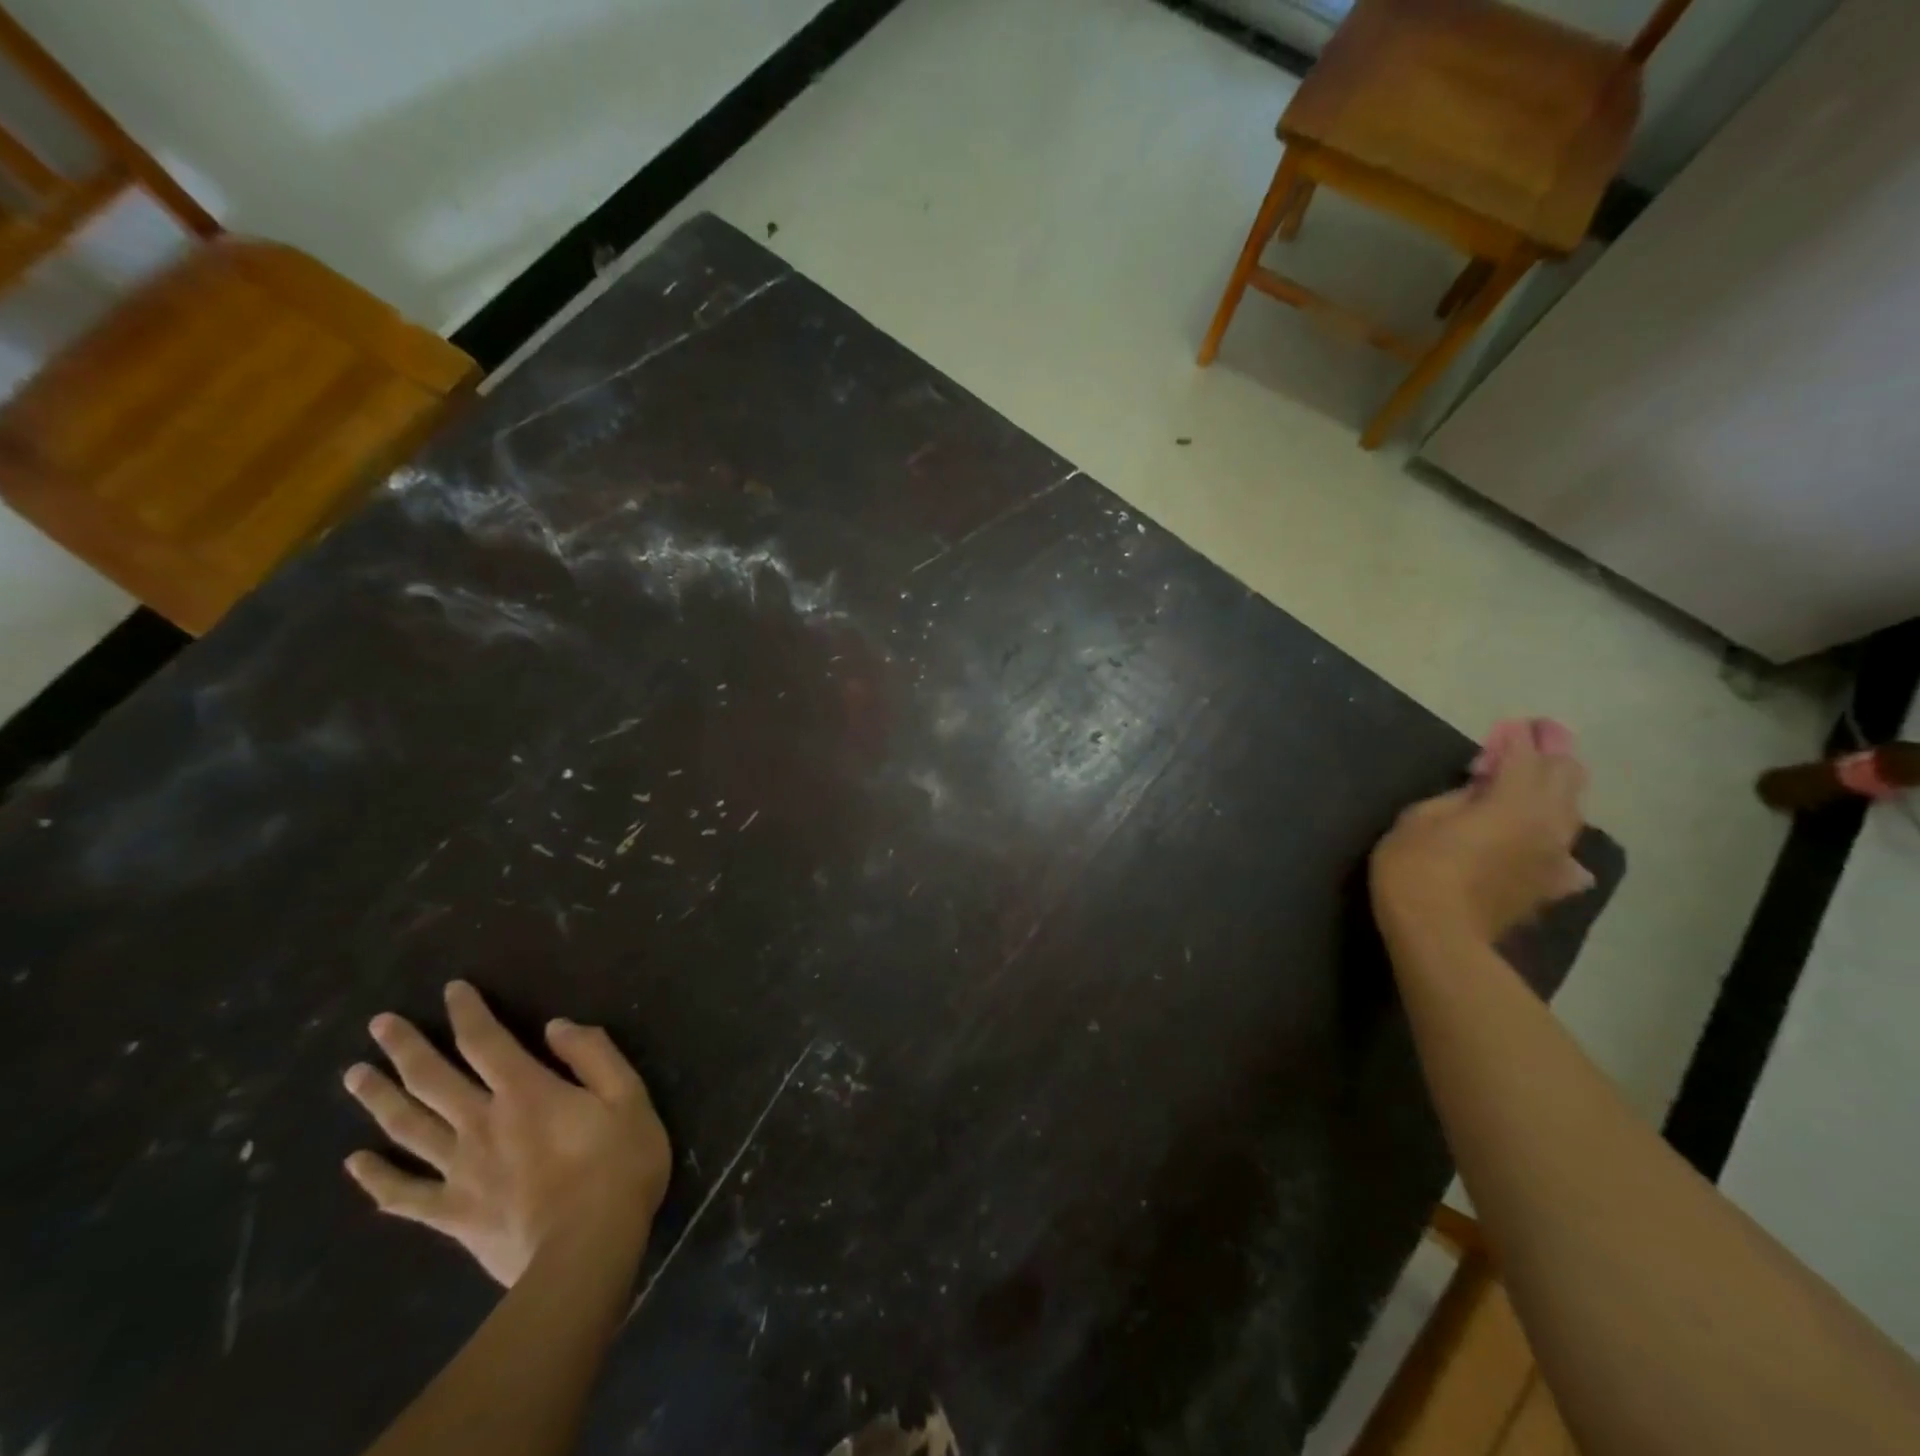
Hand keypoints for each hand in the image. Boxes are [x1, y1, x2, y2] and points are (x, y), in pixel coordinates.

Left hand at [343, 980, 670, 1286]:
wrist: (587, 1248)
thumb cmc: (618, 1163)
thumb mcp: (628, 1095)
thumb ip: (593, 1055)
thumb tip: (556, 1026)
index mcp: (526, 1091)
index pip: (486, 1040)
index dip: (467, 1011)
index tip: (451, 989)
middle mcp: (482, 1123)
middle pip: (433, 1079)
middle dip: (405, 1048)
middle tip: (378, 1024)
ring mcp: (460, 1170)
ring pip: (408, 1129)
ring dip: (379, 1099)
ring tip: (353, 1075)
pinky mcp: (452, 1213)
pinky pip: (404, 1194)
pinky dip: (376, 1178)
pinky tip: (355, 1163)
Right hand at [1371, 728, 1592, 950]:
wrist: (1437, 933)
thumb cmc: (1415, 867)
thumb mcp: (1419, 818)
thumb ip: (1457, 797)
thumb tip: (1481, 789)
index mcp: (1513, 800)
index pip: (1524, 757)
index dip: (1517, 738)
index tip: (1512, 723)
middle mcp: (1546, 824)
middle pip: (1565, 779)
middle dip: (1554, 753)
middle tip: (1545, 734)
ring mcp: (1552, 858)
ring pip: (1571, 814)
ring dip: (1560, 791)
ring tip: (1549, 778)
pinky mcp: (1546, 887)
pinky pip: (1566, 859)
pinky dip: (1560, 846)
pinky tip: (1560, 852)